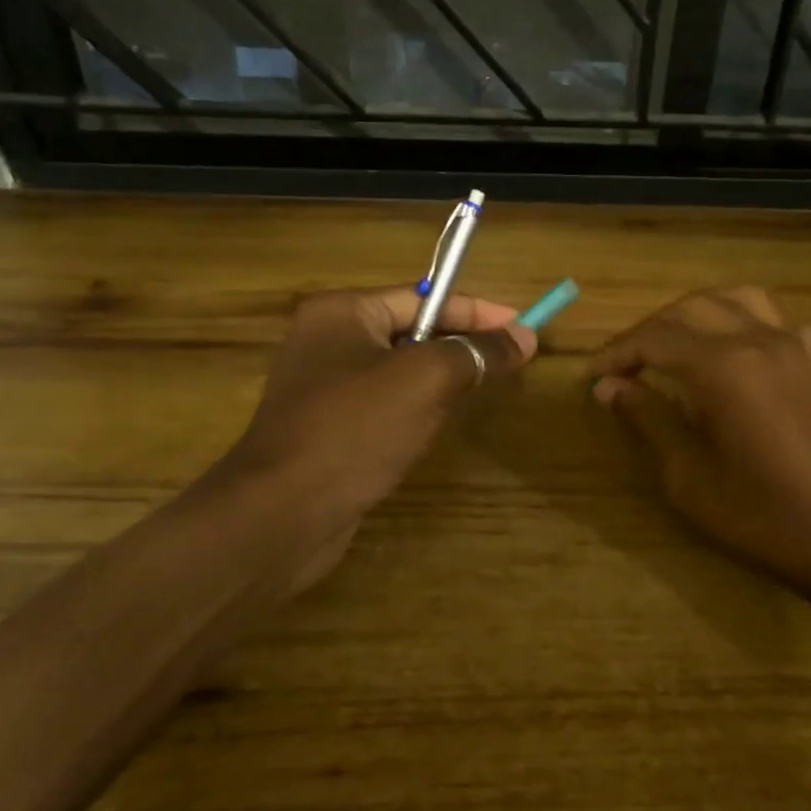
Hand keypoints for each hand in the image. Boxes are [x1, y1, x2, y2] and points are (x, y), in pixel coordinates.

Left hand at [215, 287, 535, 594]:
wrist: (284, 513)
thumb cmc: (355, 429)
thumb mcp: (426, 380)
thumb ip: (477, 353)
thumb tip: (525, 336)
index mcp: (342, 313)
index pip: (424, 297)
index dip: (478, 312)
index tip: (524, 326)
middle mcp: (327, 342)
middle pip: (412, 333)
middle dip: (461, 346)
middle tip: (510, 361)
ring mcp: (324, 390)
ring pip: (401, 373)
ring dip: (441, 380)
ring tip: (482, 390)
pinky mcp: (329, 430)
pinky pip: (385, 407)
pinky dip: (417, 411)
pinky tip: (437, 428)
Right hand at [591, 286, 810, 597]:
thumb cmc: (761, 515)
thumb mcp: (688, 476)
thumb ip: (649, 420)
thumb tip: (608, 387)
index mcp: (722, 366)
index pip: (655, 338)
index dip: (618, 353)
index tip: (593, 376)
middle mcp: (758, 341)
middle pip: (691, 308)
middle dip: (650, 330)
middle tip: (625, 366)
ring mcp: (794, 348)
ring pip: (737, 299)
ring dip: (696, 313)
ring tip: (673, 344)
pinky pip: (777, 322)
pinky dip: (745, 324)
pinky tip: (737, 353)